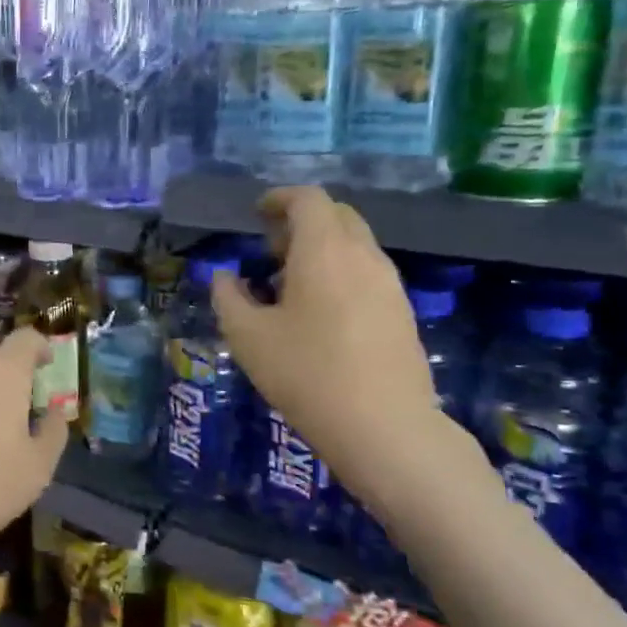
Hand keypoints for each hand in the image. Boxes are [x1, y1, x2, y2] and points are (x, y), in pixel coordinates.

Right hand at [211, 187, 438, 502]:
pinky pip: (366, 272)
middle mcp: (363, 256)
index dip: (279, 198)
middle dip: (301, 221)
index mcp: (324, 251)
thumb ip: (229, 297)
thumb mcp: (248, 337)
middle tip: (269, 249)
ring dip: (321, 248)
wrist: (385, 428)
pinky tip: (319, 311)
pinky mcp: (402, 311)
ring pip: (355, 244)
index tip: (256, 214)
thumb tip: (225, 277)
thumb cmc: (306, 374)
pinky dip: (340, 271)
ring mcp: (389, 284)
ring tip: (289, 283)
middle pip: (336, 215)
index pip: (308, 199)